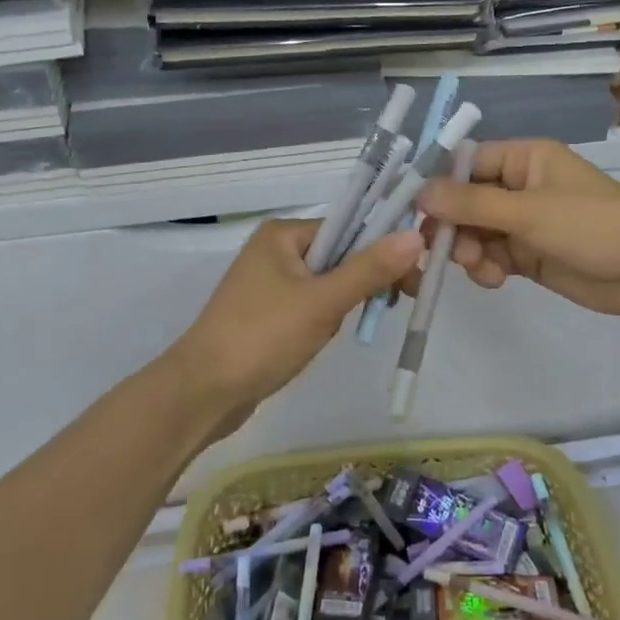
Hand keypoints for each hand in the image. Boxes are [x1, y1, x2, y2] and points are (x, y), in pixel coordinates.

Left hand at [164, 217, 423, 442]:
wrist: (203, 392)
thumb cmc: (263, 337)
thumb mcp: (322, 302)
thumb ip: (369, 269)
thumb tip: (416, 234)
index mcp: (282, 234)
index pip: (347, 227)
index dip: (382, 249)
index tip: (413, 278)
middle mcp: (274, 250)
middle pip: (339, 255)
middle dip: (360, 283)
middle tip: (389, 307)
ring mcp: (267, 284)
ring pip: (326, 284)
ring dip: (341, 306)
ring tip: (336, 331)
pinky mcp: (266, 314)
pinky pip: (309, 306)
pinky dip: (323, 320)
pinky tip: (319, 341)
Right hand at [415, 140, 619, 325]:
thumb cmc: (593, 226)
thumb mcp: (529, 211)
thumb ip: (471, 204)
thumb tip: (419, 193)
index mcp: (524, 159)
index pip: (466, 163)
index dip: (440, 186)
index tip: (416, 213)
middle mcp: (519, 186)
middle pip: (465, 202)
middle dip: (454, 227)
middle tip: (448, 250)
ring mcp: (524, 222)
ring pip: (474, 233)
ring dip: (469, 251)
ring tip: (483, 269)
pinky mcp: (528, 255)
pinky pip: (491, 256)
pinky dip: (486, 268)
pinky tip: (496, 279)